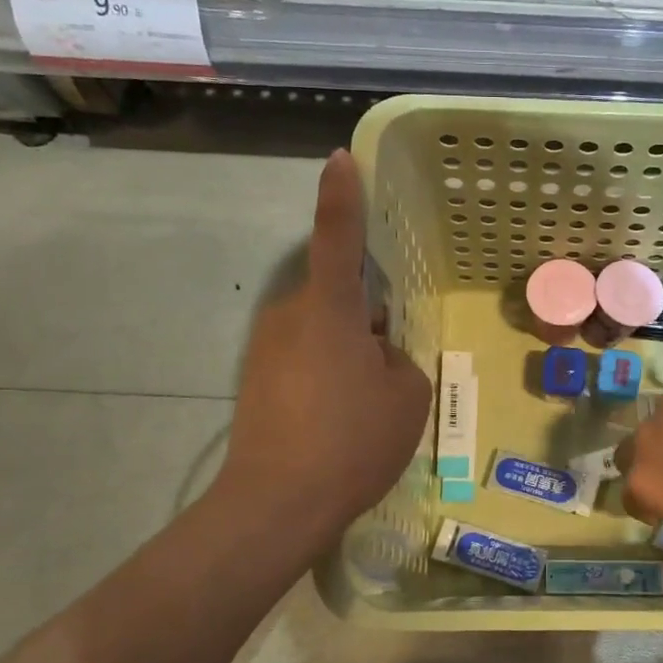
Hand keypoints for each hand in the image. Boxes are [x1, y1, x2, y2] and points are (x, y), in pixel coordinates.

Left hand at [217, 150, 431, 548]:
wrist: (276, 504)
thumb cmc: (352, 441)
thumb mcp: (406, 396)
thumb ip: (398, 358)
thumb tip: (375, 353)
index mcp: (329, 308)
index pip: (337, 236)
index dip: (342, 195)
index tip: (340, 158)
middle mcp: (290, 316)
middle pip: (337, 297)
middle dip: (366, 320)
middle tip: (390, 366)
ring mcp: (266, 349)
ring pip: (322, 332)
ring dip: (348, 352)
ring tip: (365, 405)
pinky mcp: (255, 380)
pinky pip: (304, 360)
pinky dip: (327, 377)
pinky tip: (339, 421)